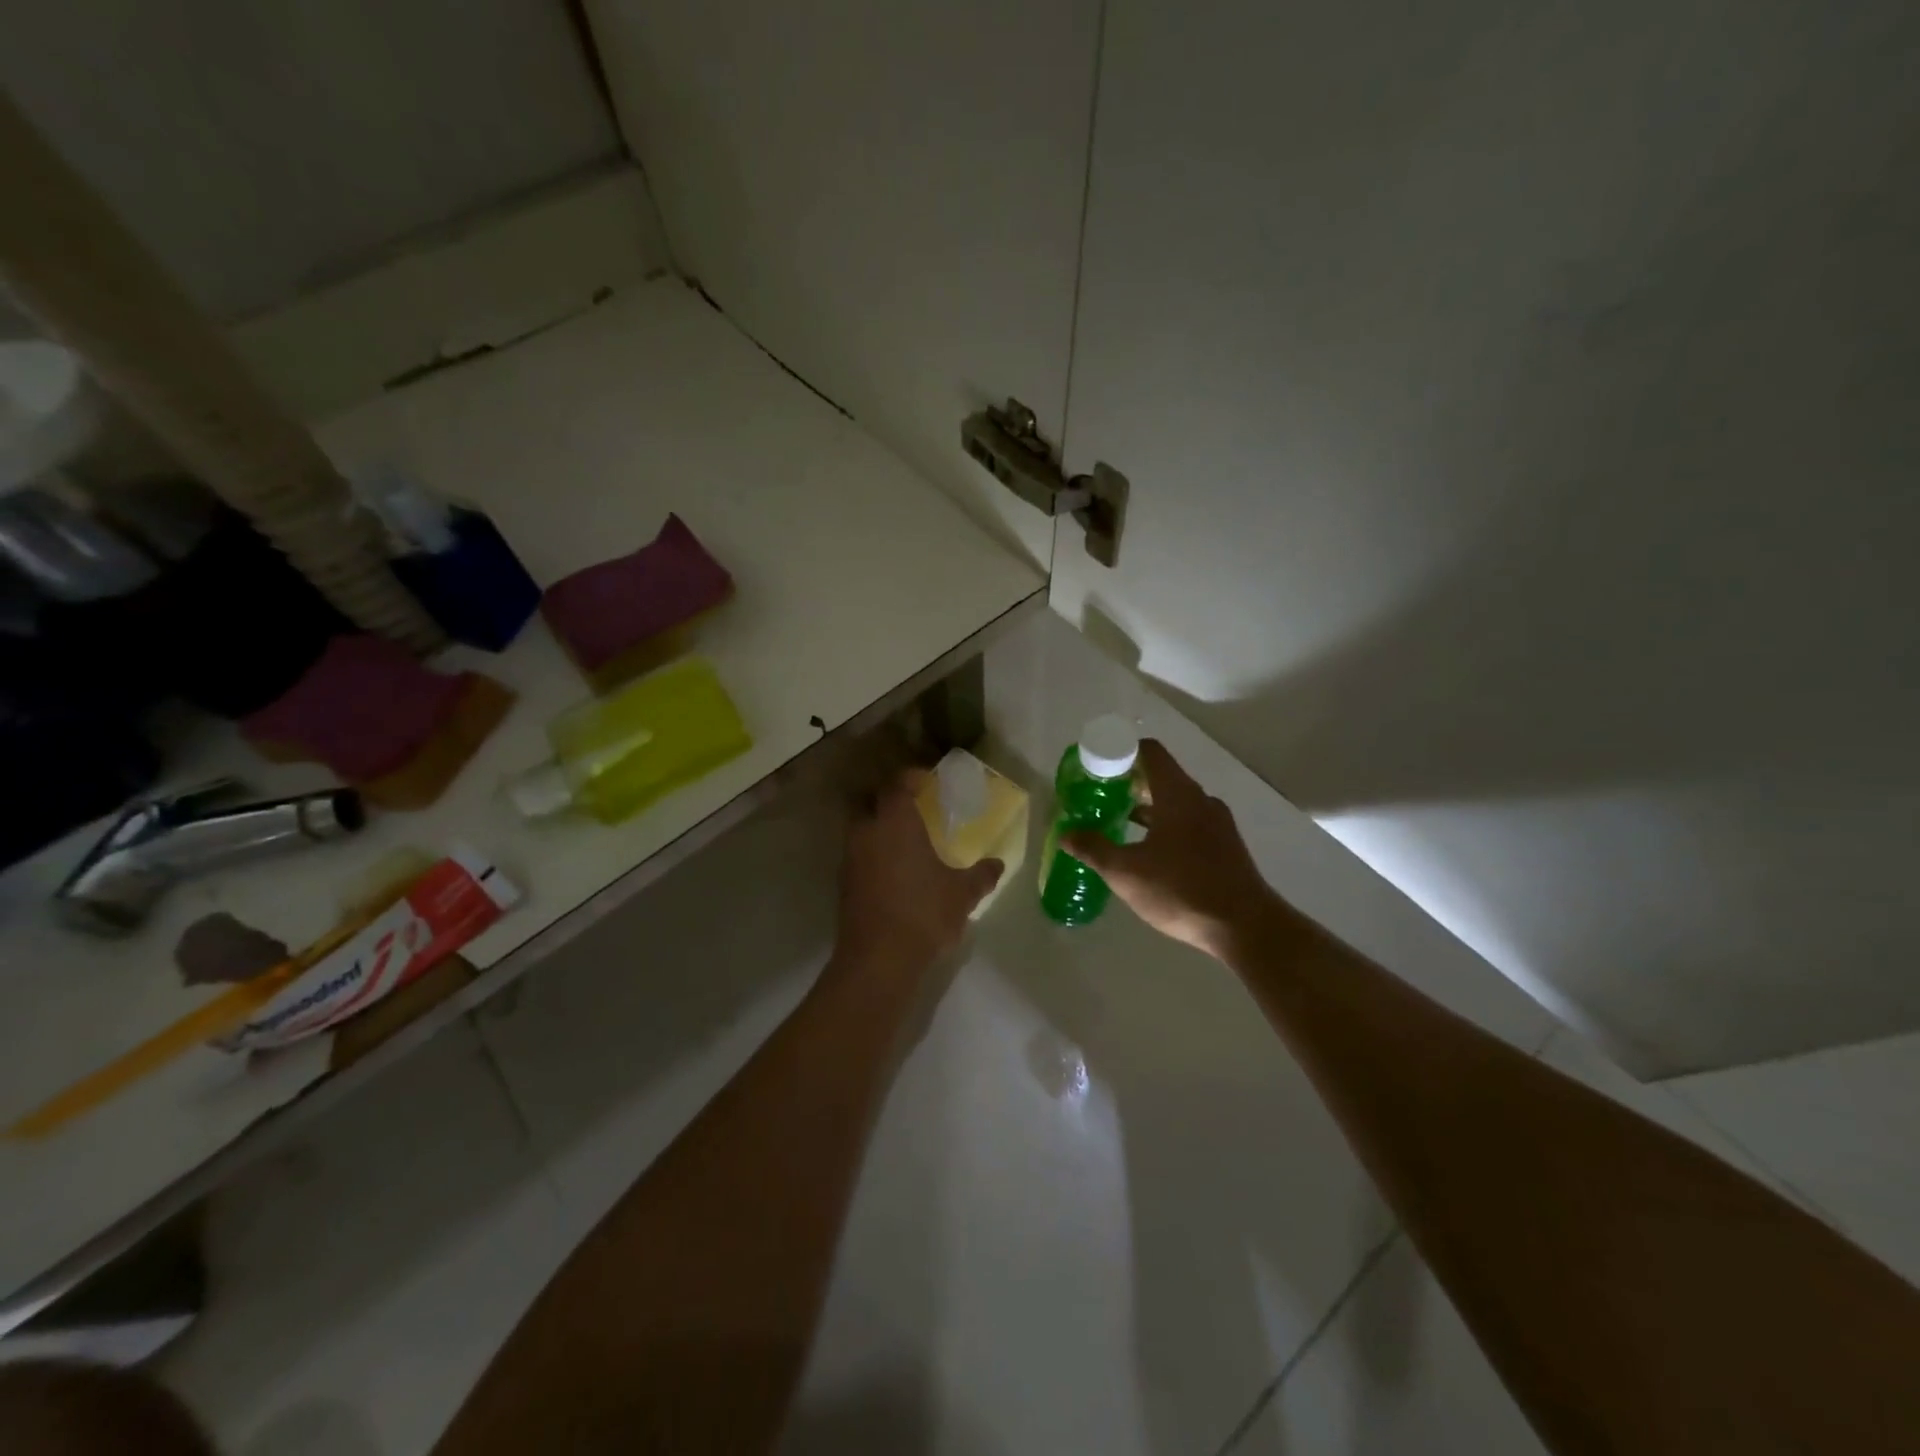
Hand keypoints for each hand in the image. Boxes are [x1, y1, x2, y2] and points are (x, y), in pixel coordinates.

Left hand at [833, 772, 1002, 978]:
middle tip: (914, 810)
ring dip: (879, 830)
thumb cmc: (924, 913)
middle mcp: (867, 832)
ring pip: (861, 830)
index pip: (896, 784)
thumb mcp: (963, 894)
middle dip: (889, 802)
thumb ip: (981, 875)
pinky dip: (873, 855)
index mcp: (895, 822)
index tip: (925, 781)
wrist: (878, 959)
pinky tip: (895, 872)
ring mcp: (850, 858)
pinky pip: (859, 856)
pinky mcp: (844, 884)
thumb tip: (997, 864)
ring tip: (906, 842)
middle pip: (871, 803)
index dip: (910, 778)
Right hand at [1064, 740, 1282, 959]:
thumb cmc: (1181, 889)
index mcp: (1178, 795)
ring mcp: (1217, 823)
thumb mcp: (1126, 872)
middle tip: (1099, 797)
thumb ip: (1094, 849)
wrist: (1245, 927)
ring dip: (1148, 808)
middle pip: (1161, 776)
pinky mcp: (1225, 846)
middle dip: (1128, 783)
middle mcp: (1200, 800)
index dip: (1121, 752)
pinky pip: (1189, 823)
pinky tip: (1149, 852)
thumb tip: (1067, 834)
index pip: (1149, 752)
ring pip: (1176, 803)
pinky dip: (1166, 827)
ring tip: (1118, 822)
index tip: (1097, 766)